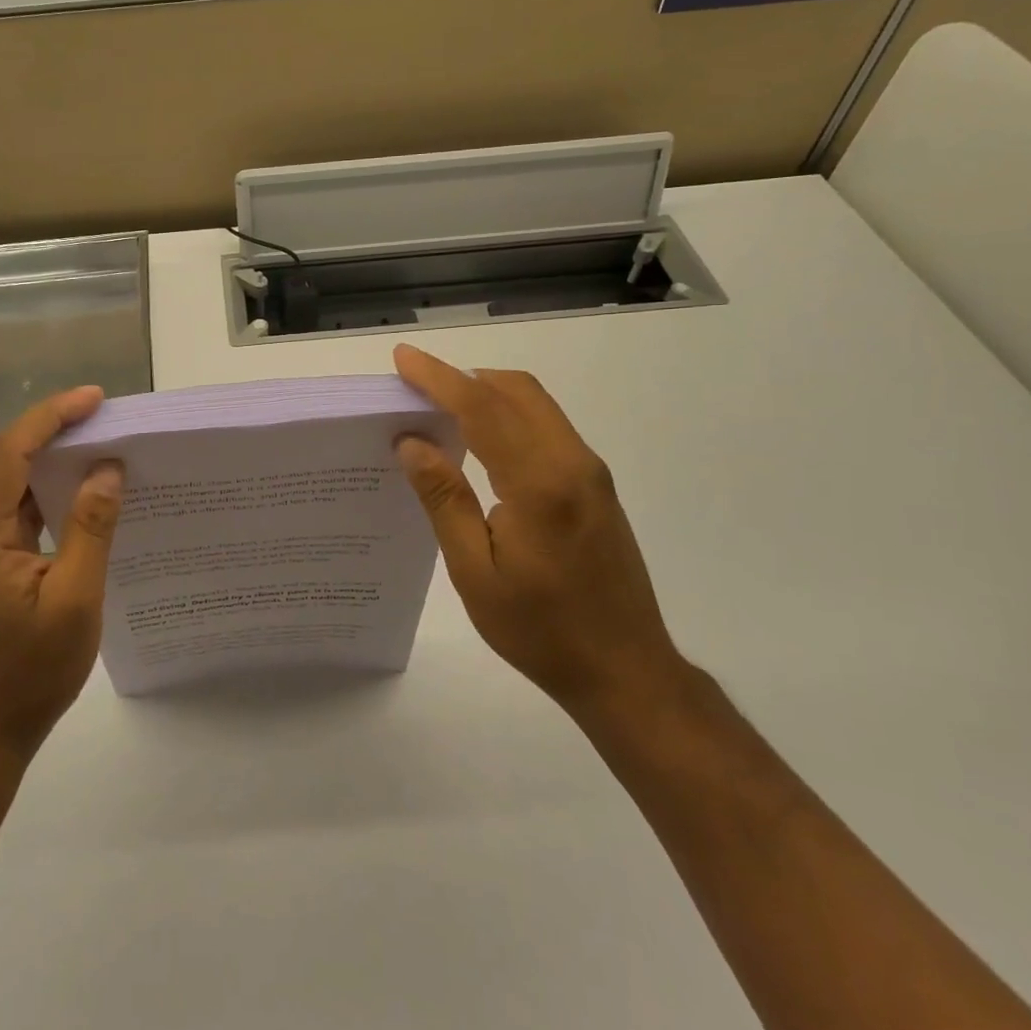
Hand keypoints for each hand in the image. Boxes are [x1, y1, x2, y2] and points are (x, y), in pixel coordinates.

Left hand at [0, 387, 123, 757]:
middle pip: (7, 457)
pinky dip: (49, 487)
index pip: (11, 451)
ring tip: (100, 438)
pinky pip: (18, 505)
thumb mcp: (74, 598)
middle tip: (105, 413)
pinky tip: (83, 485)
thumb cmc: (30, 670)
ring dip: (52, 455)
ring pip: (12, 479)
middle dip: (54, 428)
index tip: (95, 398)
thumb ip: (90, 528)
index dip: (52, 417)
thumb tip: (108, 469)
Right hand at [392, 343, 684, 714]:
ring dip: (487, 393)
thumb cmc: (540, 629)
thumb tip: (412, 442)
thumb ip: (444, 499)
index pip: (481, 408)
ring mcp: (591, 473)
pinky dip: (509, 415)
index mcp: (539, 483)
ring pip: (535, 405)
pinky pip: (547, 427)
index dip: (438, 378)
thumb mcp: (475, 571)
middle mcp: (572, 463)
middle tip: (414, 384)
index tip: (403, 358)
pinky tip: (480, 440)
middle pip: (515, 391)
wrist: (627, 671)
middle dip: (462, 377)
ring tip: (439, 406)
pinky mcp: (596, 486)